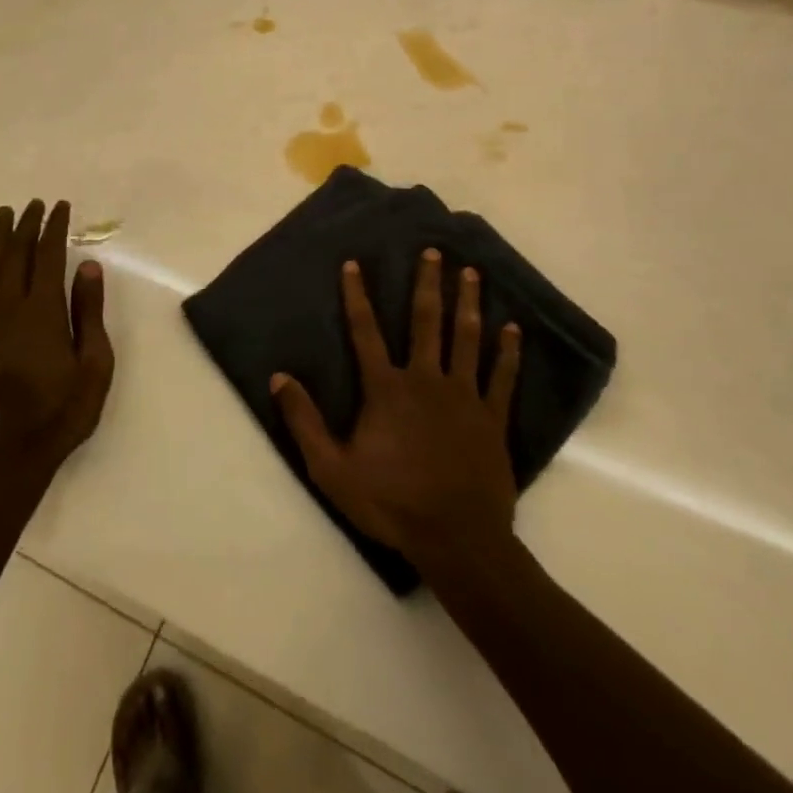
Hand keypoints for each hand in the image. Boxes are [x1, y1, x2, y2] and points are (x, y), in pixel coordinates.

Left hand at [0, 200, 114, 476]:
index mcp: (42, 312)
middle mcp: (11, 309)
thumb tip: (88, 266)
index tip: (61, 207)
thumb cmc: (65, 408)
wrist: (14, 450)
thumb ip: (89, 312)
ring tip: (6, 215)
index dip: (54, 229)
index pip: (47, 257)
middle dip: (27, 226)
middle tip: (36, 203)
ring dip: (1, 239)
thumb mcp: (94, 363)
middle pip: (17, 256)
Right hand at [271, 250, 520, 573]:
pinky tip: (513, 328)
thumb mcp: (331, 468)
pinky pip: (502, 377)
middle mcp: (426, 380)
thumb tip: (279, 377)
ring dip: (468, 303)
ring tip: (472, 273)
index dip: (357, 296)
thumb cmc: (391, 503)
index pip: (365, 331)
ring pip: (466, 338)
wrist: (456, 540)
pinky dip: (508, 352)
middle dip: (428, 283)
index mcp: (386, 389)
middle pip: (426, 321)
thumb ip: (304, 421)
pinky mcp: (492, 418)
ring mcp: (464, 396)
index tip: (355, 263)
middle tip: (435, 252)